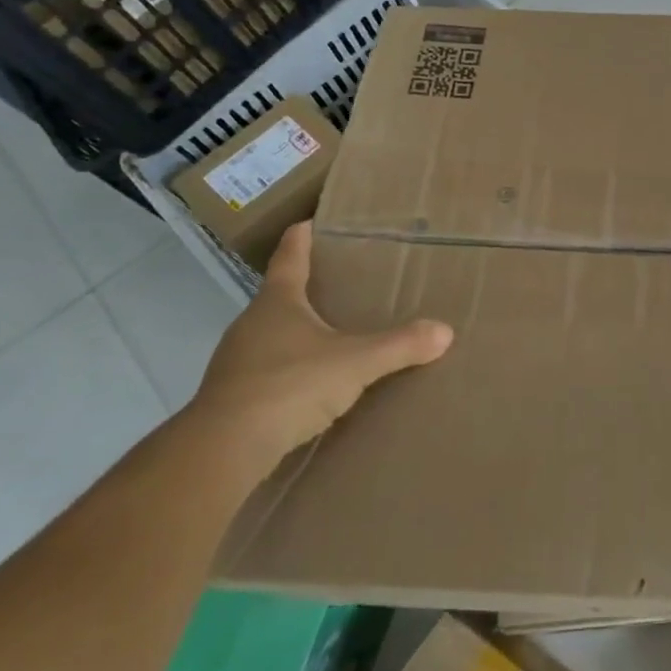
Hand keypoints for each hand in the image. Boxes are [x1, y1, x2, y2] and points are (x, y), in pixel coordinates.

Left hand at [190, 221, 453, 469]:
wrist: (225, 448)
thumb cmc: (290, 385)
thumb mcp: (356, 362)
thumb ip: (400, 345)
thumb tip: (445, 331)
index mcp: (277, 302)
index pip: (289, 257)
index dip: (301, 237)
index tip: (309, 221)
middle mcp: (252, 323)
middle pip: (280, 295)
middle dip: (306, 288)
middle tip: (340, 284)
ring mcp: (238, 361)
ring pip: (272, 334)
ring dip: (298, 332)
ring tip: (331, 335)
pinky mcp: (234, 396)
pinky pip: (268, 370)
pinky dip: (290, 368)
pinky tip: (311, 383)